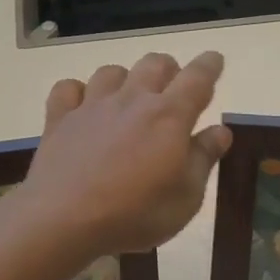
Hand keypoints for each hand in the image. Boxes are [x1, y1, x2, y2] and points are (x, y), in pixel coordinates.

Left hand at [23, 51, 232, 256]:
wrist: (63, 219)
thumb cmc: (135, 214)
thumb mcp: (186, 198)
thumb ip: (203, 158)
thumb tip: (220, 131)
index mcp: (169, 116)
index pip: (197, 78)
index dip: (209, 65)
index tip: (215, 60)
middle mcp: (132, 100)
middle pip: (155, 63)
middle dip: (169, 70)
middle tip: (172, 90)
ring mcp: (92, 106)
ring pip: (112, 71)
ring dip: (125, 79)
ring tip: (128, 99)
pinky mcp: (59, 118)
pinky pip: (68, 88)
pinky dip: (78, 92)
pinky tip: (82, 108)